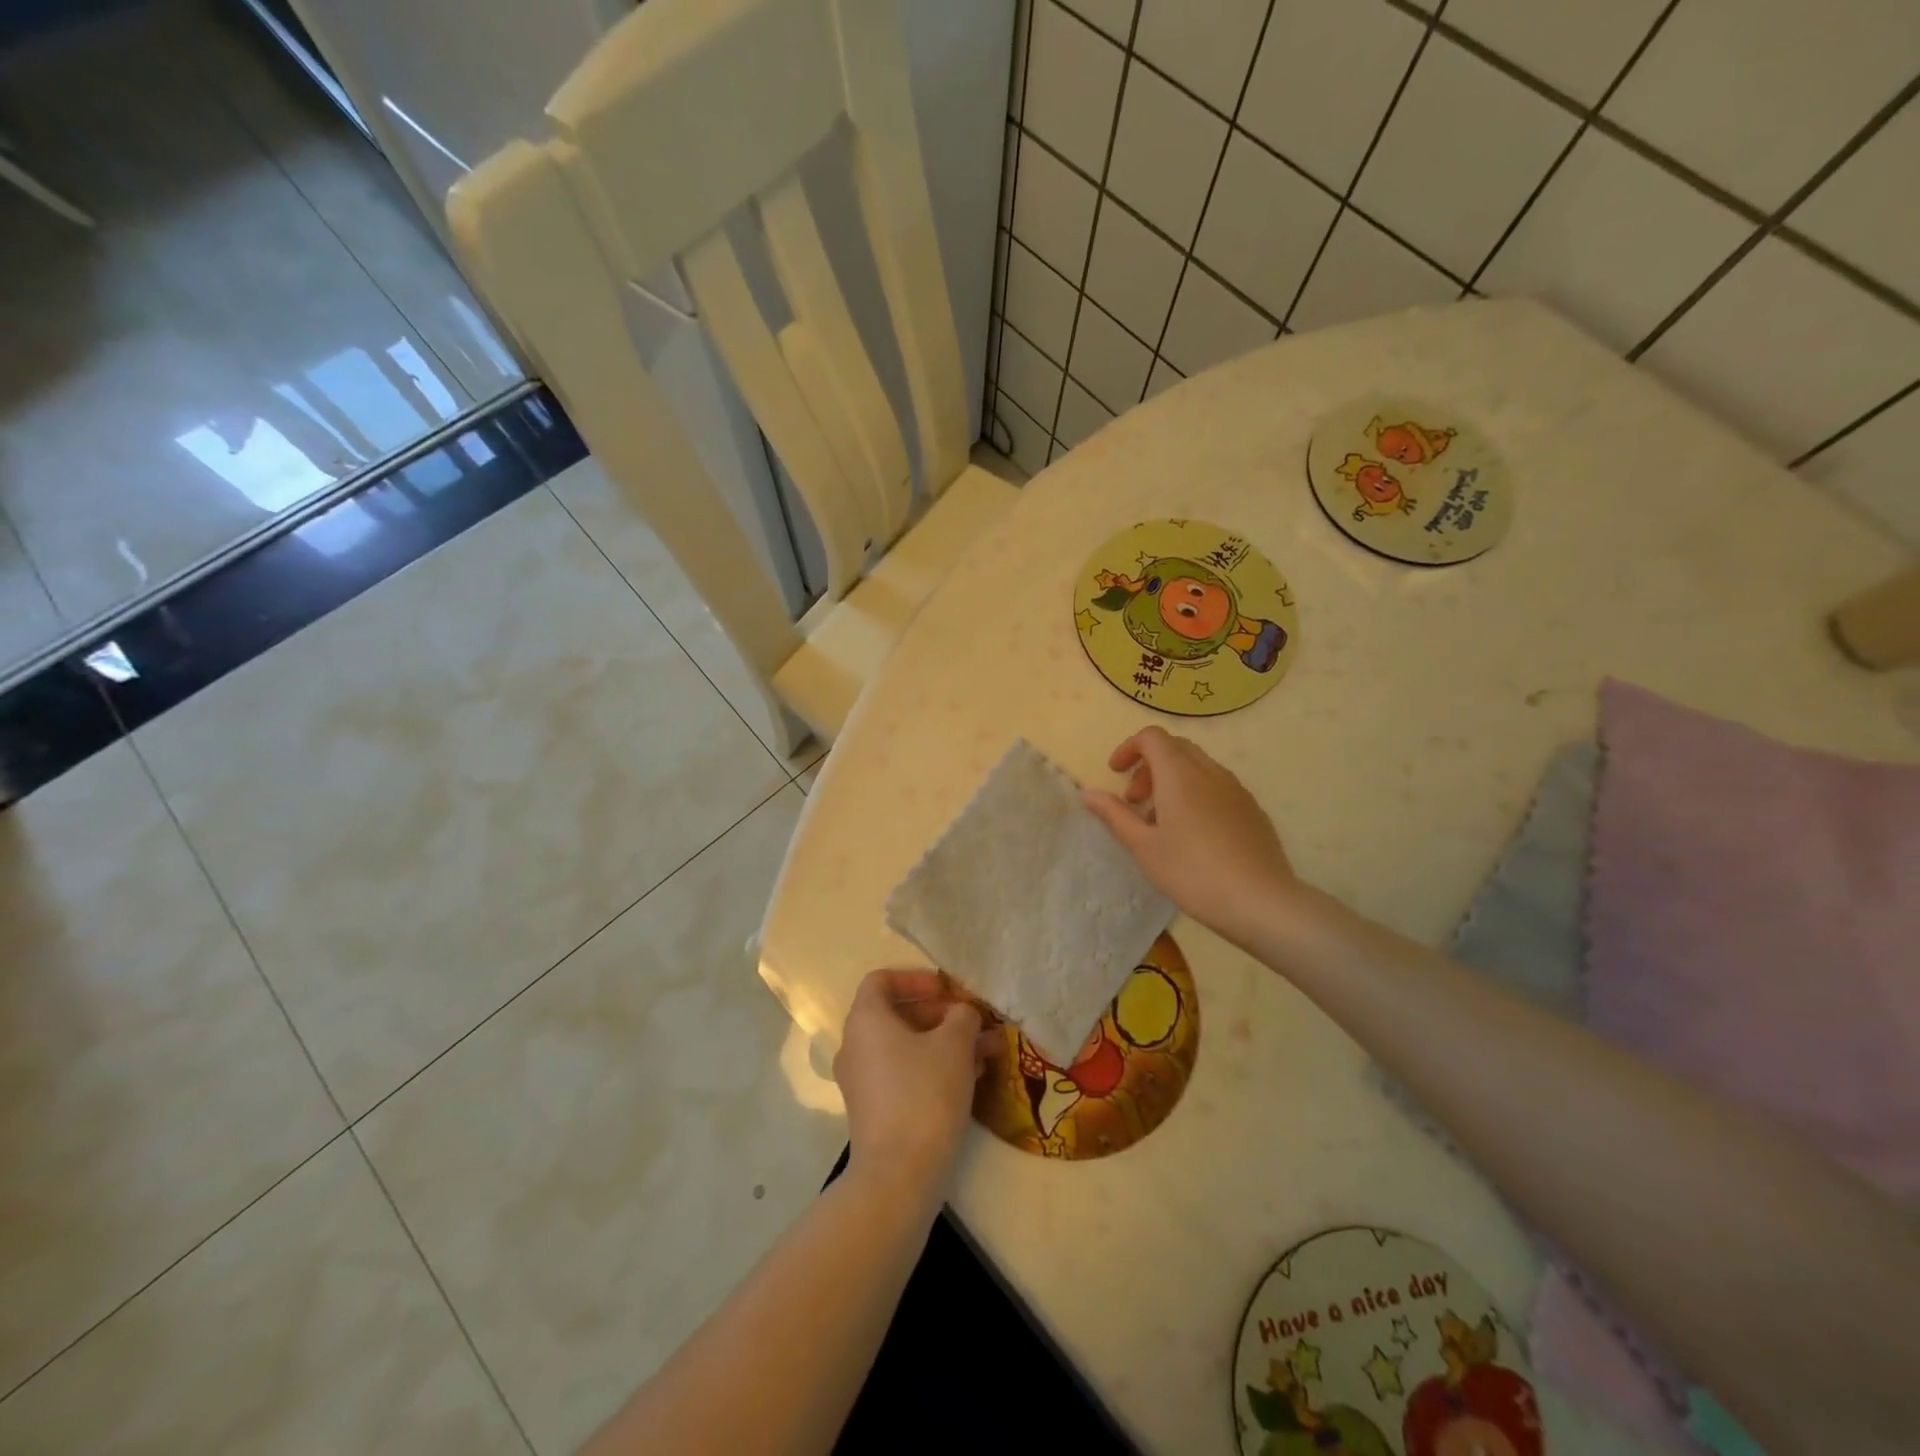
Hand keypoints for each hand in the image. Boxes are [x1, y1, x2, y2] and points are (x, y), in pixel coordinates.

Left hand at [834, 970, 991, 1200]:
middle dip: (942, 1015)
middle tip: (975, 1023)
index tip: (947, 991)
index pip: (882, 980)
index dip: (916, 978)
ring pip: (907, 1047)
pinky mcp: (874, 1110)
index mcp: (866, 1019)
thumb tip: (963, 1013)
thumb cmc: (924, 1092)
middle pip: (898, 1014)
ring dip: (945, 1043)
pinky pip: (905, 1074)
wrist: (898, 1175)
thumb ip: (963, 1016)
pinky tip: (972, 1078)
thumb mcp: (955, 1043)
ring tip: (987, 1051)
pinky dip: (934, 1068)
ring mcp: (863, 1081)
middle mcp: (856, 1045)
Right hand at [1081, 726, 1298, 947]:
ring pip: (1198, 766)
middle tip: (1135, 801)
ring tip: (1162, 821)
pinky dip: (1196, 793)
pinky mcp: (1252, 808)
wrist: (1260, 901)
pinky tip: (1194, 834)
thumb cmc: (1192, 873)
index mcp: (1179, 774)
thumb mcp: (1144, 847)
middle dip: (1149, 765)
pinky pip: (1217, 785)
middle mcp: (1209, 771)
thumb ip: (1115, 815)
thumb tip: (1088, 793)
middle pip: (1175, 747)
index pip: (1152, 737)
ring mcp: (1235, 788)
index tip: (1116, 774)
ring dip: (1172, 780)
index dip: (1129, 748)